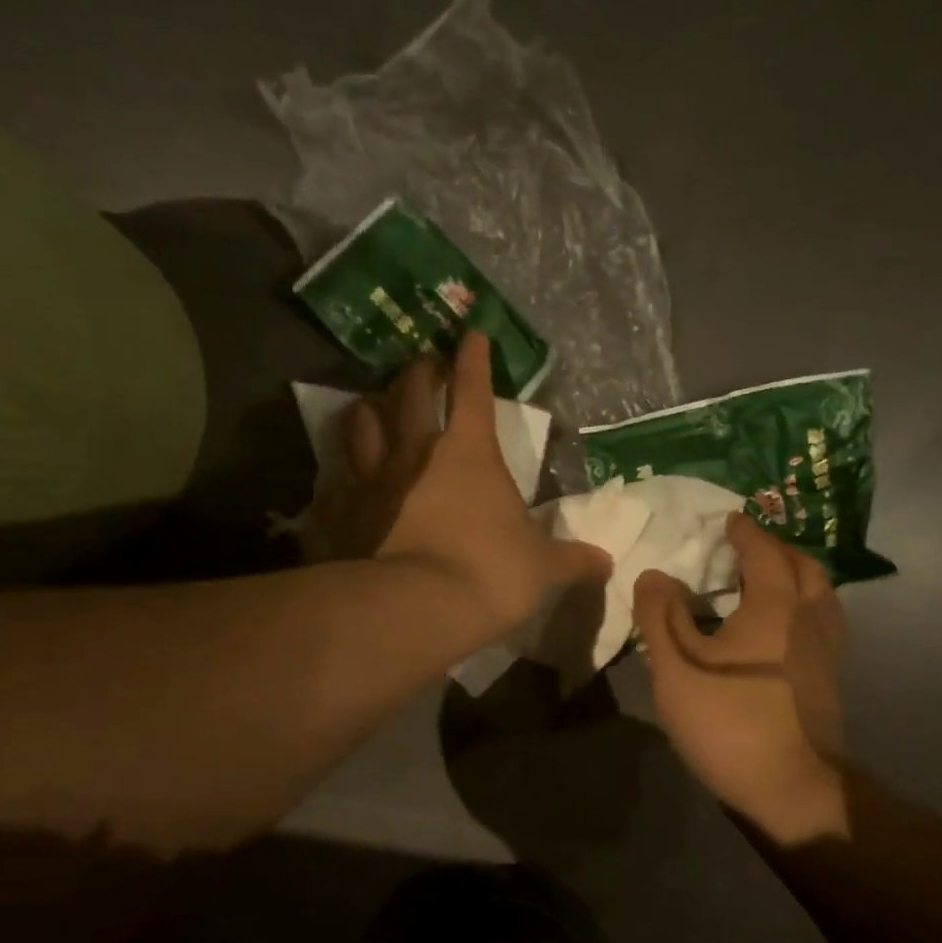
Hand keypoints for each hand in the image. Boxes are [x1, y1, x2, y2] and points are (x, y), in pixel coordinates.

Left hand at [316, 333, 609, 646]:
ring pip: (361, 425)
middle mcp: (416, 454)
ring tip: (373, 409)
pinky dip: (342, 477)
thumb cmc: (490, 574)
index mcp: (469, 453)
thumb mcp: (543, 569)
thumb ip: (573, 561)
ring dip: (369, 410)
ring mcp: (373, 481)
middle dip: (417, 373)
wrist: (419, 608)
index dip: (473, 359)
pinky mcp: (342, 514)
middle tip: (421, 367)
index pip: (472, 390)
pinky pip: (336, 483)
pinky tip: (343, 482)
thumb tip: (605, 563)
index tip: (471, 333)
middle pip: (408, 393)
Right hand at [633, 514, 850, 845]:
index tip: (731, 520)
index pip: (764, 552)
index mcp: (776, 605)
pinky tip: (780, 630)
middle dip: (778, 550)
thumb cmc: (729, 720)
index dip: (747, 532)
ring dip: (797, 577)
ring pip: (822, 595)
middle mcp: (810, 618)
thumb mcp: (676, 667)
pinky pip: (823, 622)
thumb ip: (660, 615)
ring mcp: (827, 652)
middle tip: (749, 549)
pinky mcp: (830, 680)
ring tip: (766, 583)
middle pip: (805, 567)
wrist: (790, 789)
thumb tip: (654, 575)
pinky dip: (805, 606)